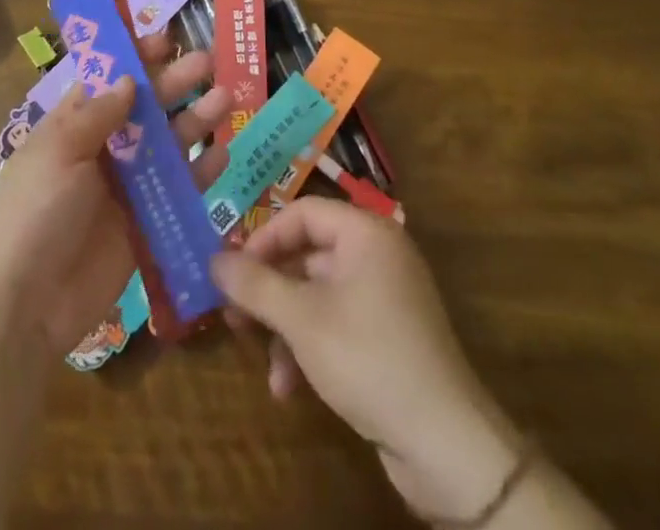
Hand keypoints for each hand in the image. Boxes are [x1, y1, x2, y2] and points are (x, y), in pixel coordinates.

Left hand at [0, 31, 228, 356]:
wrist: (28, 303)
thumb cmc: (36, 212)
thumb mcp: (58, 151)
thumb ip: (97, 114)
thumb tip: (128, 79)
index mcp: (74, 126)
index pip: (109, 81)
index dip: (136, 59)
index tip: (166, 40)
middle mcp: (103, 150)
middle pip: (145, 109)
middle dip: (175, 84)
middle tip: (208, 62)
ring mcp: (126, 187)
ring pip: (167, 146)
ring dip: (194, 122)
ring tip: (224, 101)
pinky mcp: (146, 224)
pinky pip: (177, 191)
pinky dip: (199, 174)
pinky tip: (221, 156)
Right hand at [212, 197, 520, 523]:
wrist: (446, 446)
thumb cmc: (368, 358)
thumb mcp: (302, 320)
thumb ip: (255, 285)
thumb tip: (213, 259)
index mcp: (366, 233)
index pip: (303, 213)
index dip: (263, 238)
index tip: (232, 270)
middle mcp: (378, 254)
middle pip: (308, 255)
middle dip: (270, 290)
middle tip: (234, 314)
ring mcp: (386, 297)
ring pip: (319, 295)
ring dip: (286, 328)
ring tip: (263, 364)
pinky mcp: (389, 336)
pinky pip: (338, 323)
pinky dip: (310, 347)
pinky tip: (290, 387)